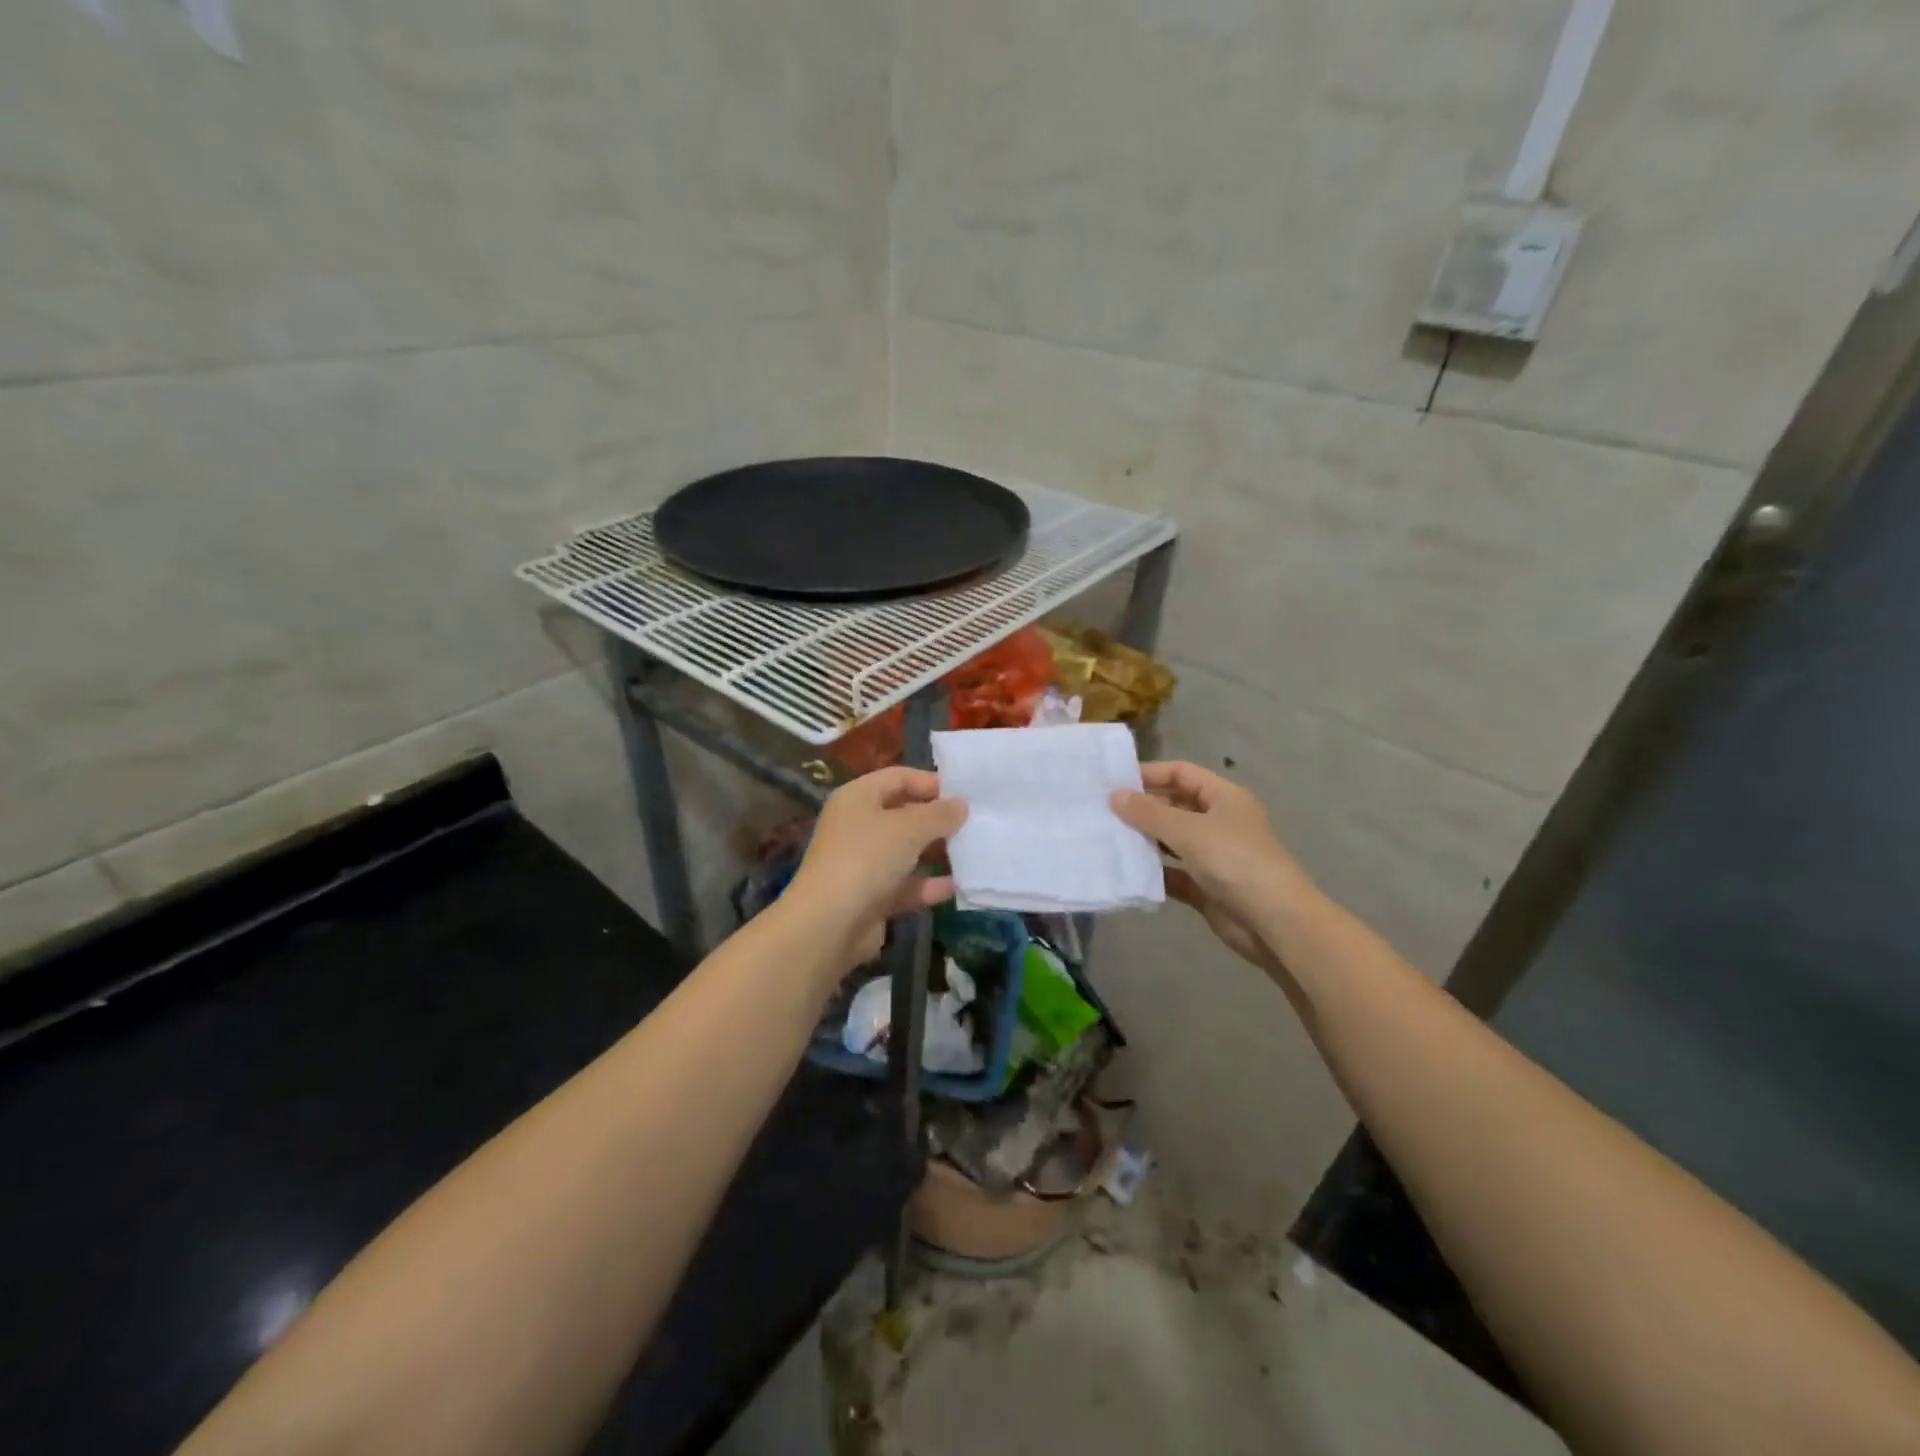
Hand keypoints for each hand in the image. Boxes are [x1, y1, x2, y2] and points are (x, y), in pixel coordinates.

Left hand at [784, 766, 967, 968]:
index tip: (964, 793)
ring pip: (906, 851)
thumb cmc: (866, 859)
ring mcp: (863, 863)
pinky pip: (906, 884)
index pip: (897, 777)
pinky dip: (928, 885)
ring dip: (936, 852)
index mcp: (858, 798)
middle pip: (903, 814)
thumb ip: (939, 814)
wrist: (829, 924)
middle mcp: (858, 826)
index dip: (930, 782)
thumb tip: (961, 805)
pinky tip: (958, 885)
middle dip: (937, 819)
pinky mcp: (871, 896)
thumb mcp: (908, 828)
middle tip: (975, 823)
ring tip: (973, 852)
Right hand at [1110, 762, 1313, 971]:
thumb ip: (1149, 813)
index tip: (1113, 782)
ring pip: (1170, 841)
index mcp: (1223, 797)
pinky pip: (1172, 873)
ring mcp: (1212, 856)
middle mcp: (1218, 822)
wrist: (1274, 922)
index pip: (1181, 773)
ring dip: (1144, 840)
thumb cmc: (1235, 862)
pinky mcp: (1205, 886)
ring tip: (1106, 838)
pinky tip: (1125, 872)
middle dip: (1142, 808)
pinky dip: (1152, 872)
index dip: (1150, 774)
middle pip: (1174, 806)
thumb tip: (1114, 795)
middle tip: (1102, 812)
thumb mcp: (1189, 830)